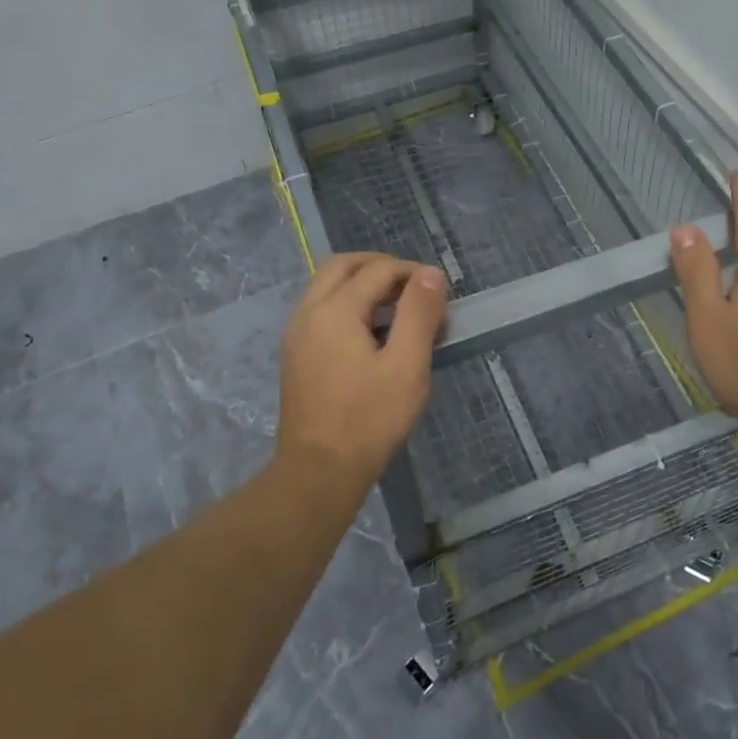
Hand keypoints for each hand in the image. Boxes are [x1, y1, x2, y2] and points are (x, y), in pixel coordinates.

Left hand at [274, 252, 448, 489]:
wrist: (318, 472)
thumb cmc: (369, 420)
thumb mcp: (407, 365)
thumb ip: (419, 313)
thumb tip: (431, 274)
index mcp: (335, 310)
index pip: (378, 270)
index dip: (413, 273)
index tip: (441, 294)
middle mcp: (308, 312)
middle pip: (343, 266)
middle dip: (381, 267)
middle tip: (414, 287)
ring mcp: (297, 334)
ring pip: (327, 286)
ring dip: (363, 284)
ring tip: (399, 308)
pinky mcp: (296, 355)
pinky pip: (321, 309)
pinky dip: (348, 304)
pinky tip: (373, 333)